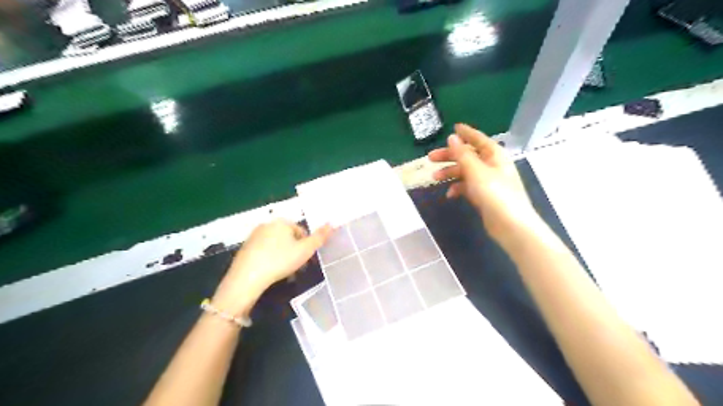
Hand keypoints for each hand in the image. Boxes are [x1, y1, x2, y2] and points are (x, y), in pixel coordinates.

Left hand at [211, 221, 331, 315]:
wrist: (247, 278)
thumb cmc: (280, 261)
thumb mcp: (305, 250)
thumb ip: (319, 237)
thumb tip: (332, 223)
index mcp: (282, 222)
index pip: (301, 231)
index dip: (306, 246)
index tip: (305, 260)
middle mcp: (267, 224)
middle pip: (288, 237)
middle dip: (294, 250)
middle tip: (296, 267)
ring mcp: (254, 235)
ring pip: (276, 244)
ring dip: (283, 255)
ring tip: (284, 272)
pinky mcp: (245, 248)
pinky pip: (263, 251)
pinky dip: (269, 259)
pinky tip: (270, 271)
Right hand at [425, 123, 538, 242]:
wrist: (510, 225)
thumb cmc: (495, 193)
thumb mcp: (476, 171)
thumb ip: (462, 154)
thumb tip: (452, 137)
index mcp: (494, 155)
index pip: (478, 139)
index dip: (466, 133)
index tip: (453, 128)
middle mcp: (492, 165)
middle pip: (468, 155)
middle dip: (449, 156)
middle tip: (430, 158)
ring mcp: (488, 181)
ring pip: (466, 172)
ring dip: (450, 173)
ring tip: (434, 177)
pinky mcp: (484, 196)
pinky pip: (468, 187)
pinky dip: (458, 188)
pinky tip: (450, 194)